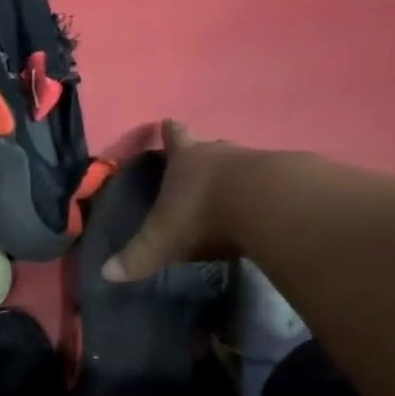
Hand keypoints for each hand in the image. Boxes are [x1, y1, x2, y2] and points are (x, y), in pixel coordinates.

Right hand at [102, 121, 260, 281]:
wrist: (267, 205)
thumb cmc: (202, 215)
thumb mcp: (161, 241)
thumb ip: (136, 258)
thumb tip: (106, 273)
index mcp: (185, 160)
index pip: (174, 138)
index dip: (169, 132)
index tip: (168, 122)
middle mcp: (219, 154)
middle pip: (210, 148)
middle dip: (203, 155)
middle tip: (199, 163)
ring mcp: (257, 162)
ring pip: (242, 163)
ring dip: (235, 175)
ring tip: (232, 193)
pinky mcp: (288, 179)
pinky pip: (271, 183)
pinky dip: (263, 194)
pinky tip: (263, 209)